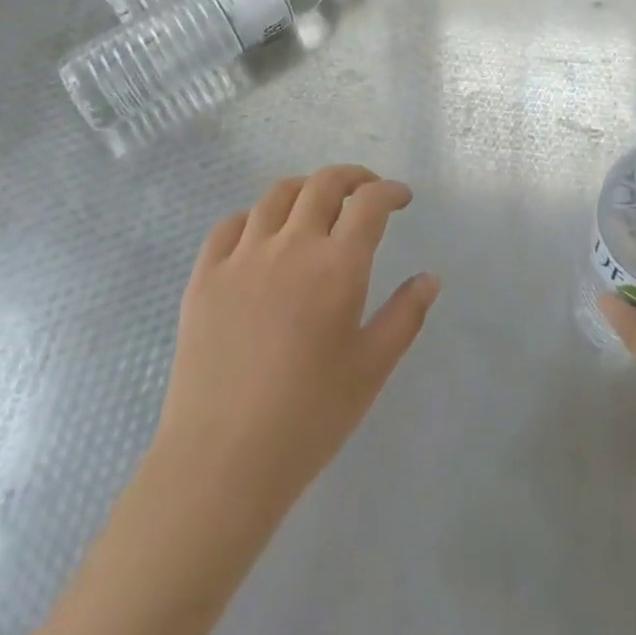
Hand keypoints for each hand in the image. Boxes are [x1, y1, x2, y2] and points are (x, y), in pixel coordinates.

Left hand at [150, 165, 440, 525]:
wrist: (223, 457)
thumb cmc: (309, 417)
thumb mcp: (371, 369)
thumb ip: (405, 316)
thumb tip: (430, 277)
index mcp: (337, 266)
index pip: (369, 204)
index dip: (389, 191)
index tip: (401, 198)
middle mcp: (291, 245)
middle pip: (323, 184)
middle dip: (352, 177)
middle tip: (366, 189)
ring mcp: (243, 256)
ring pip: (276, 195)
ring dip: (305, 188)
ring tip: (316, 203)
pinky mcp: (205, 274)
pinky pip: (230, 224)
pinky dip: (255, 216)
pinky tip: (262, 233)